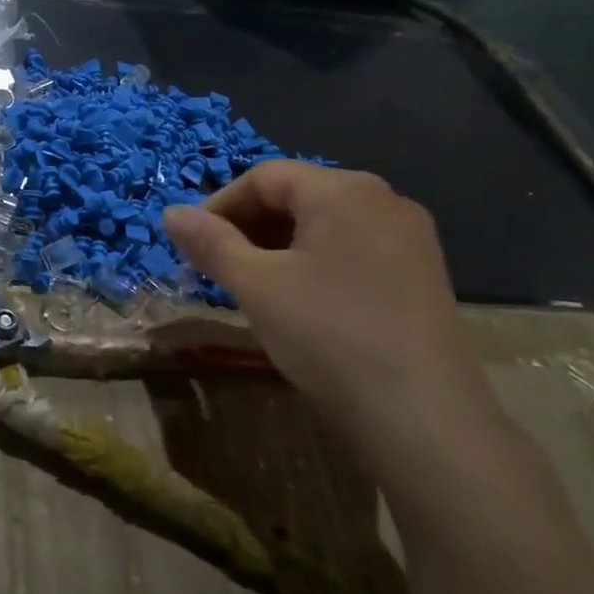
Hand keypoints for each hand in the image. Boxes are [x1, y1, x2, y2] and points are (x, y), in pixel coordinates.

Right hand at [163, 162, 504, 479]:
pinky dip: (314, 262)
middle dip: (248, 226)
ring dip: (278, 246)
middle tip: (216, 266)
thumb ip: (211, 243)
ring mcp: (409, 238)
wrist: (422, 417)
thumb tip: (171, 212)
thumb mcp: (256, 286)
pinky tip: (299, 300)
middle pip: (298, 196)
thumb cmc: (328, 335)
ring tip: (250, 285)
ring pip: (325, 225)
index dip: (219, 205)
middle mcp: (383, 200)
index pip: (265, 176)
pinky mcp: (421, 274)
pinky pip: (353, 249)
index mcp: (344, 190)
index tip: (191, 243)